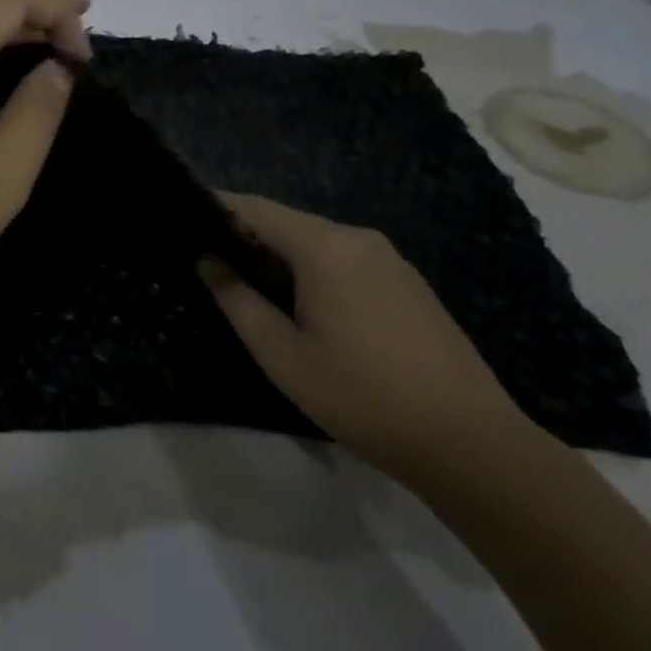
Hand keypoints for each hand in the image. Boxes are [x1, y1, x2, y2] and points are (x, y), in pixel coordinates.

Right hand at [199, 192, 538, 486]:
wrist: (470, 444)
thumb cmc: (361, 395)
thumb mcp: (281, 354)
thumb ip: (236, 300)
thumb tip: (207, 261)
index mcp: (325, 248)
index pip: (255, 208)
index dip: (215, 207)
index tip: (180, 216)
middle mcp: (359, 239)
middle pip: (286, 221)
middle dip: (244, 233)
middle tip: (206, 257)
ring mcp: (390, 260)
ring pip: (316, 240)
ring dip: (279, 253)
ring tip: (246, 281)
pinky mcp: (408, 283)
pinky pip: (344, 258)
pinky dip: (311, 266)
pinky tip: (301, 301)